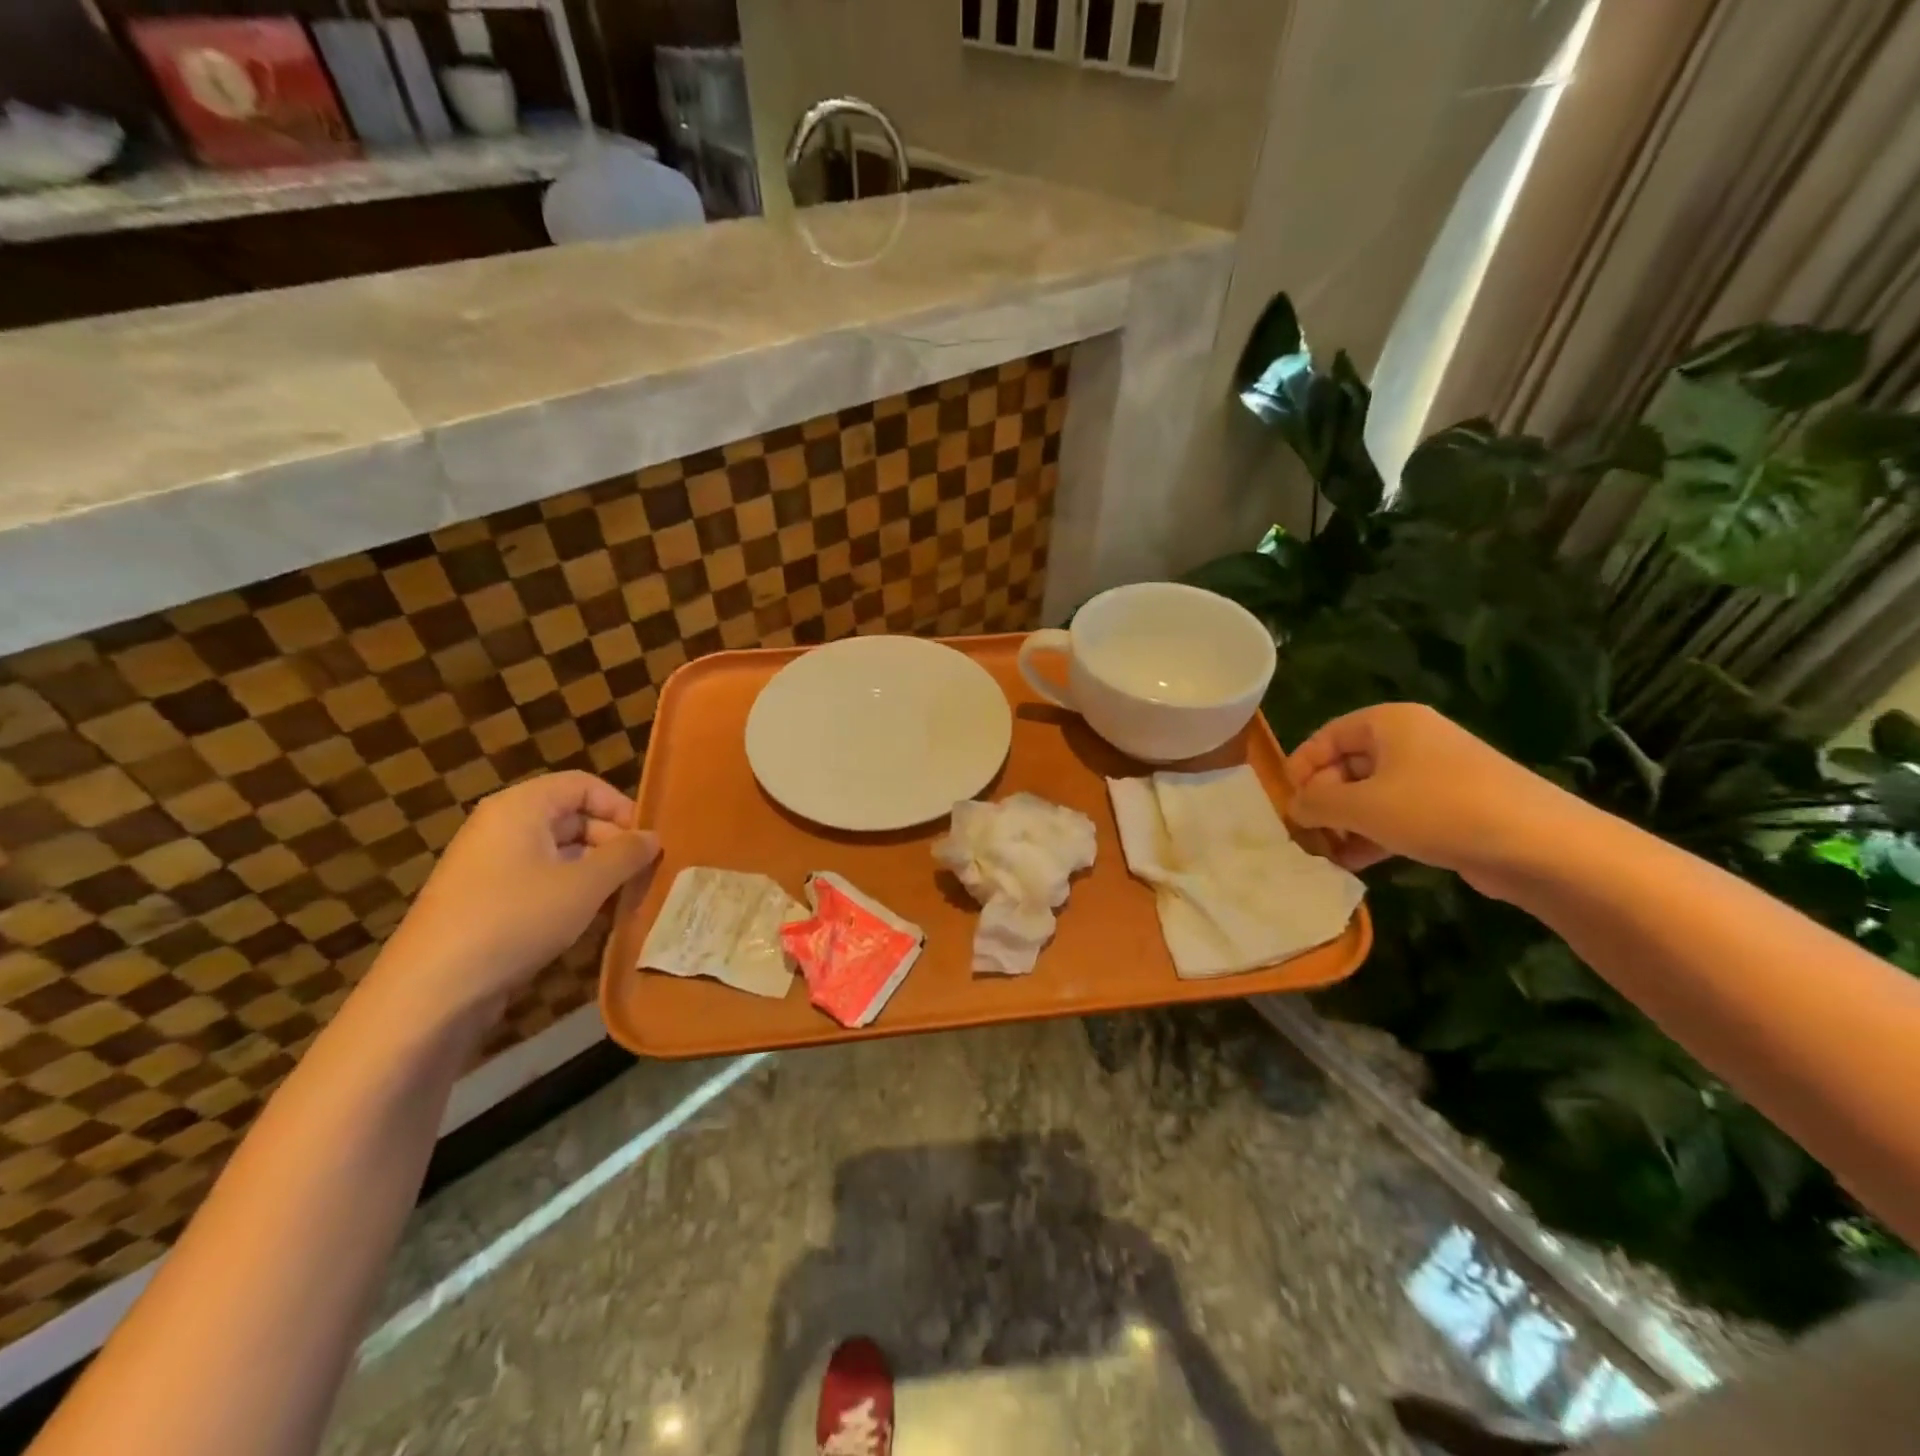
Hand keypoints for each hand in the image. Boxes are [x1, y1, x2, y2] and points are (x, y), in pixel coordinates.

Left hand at [373, 772, 659, 1019]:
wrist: (433, 990)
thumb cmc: (516, 919)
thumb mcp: (585, 885)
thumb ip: (625, 855)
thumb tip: (653, 837)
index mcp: (521, 807)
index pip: (583, 785)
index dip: (620, 807)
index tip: (647, 842)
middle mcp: (502, 826)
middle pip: (572, 817)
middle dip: (612, 842)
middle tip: (642, 874)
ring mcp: (490, 864)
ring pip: (559, 852)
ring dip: (596, 871)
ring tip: (623, 899)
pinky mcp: (486, 900)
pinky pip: (539, 880)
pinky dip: (570, 892)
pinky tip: (590, 919)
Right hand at [1284, 703, 1581, 895]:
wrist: (1539, 845)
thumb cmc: (1437, 810)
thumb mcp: (1361, 806)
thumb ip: (1316, 803)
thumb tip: (1295, 806)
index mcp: (1388, 722)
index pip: (1325, 737)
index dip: (1300, 768)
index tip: (1285, 804)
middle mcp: (1411, 740)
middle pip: (1347, 765)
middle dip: (1323, 801)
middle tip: (1305, 835)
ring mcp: (1435, 774)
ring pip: (1372, 794)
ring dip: (1345, 823)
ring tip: (1325, 855)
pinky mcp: (1453, 808)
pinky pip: (1398, 815)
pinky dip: (1374, 835)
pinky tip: (1355, 863)